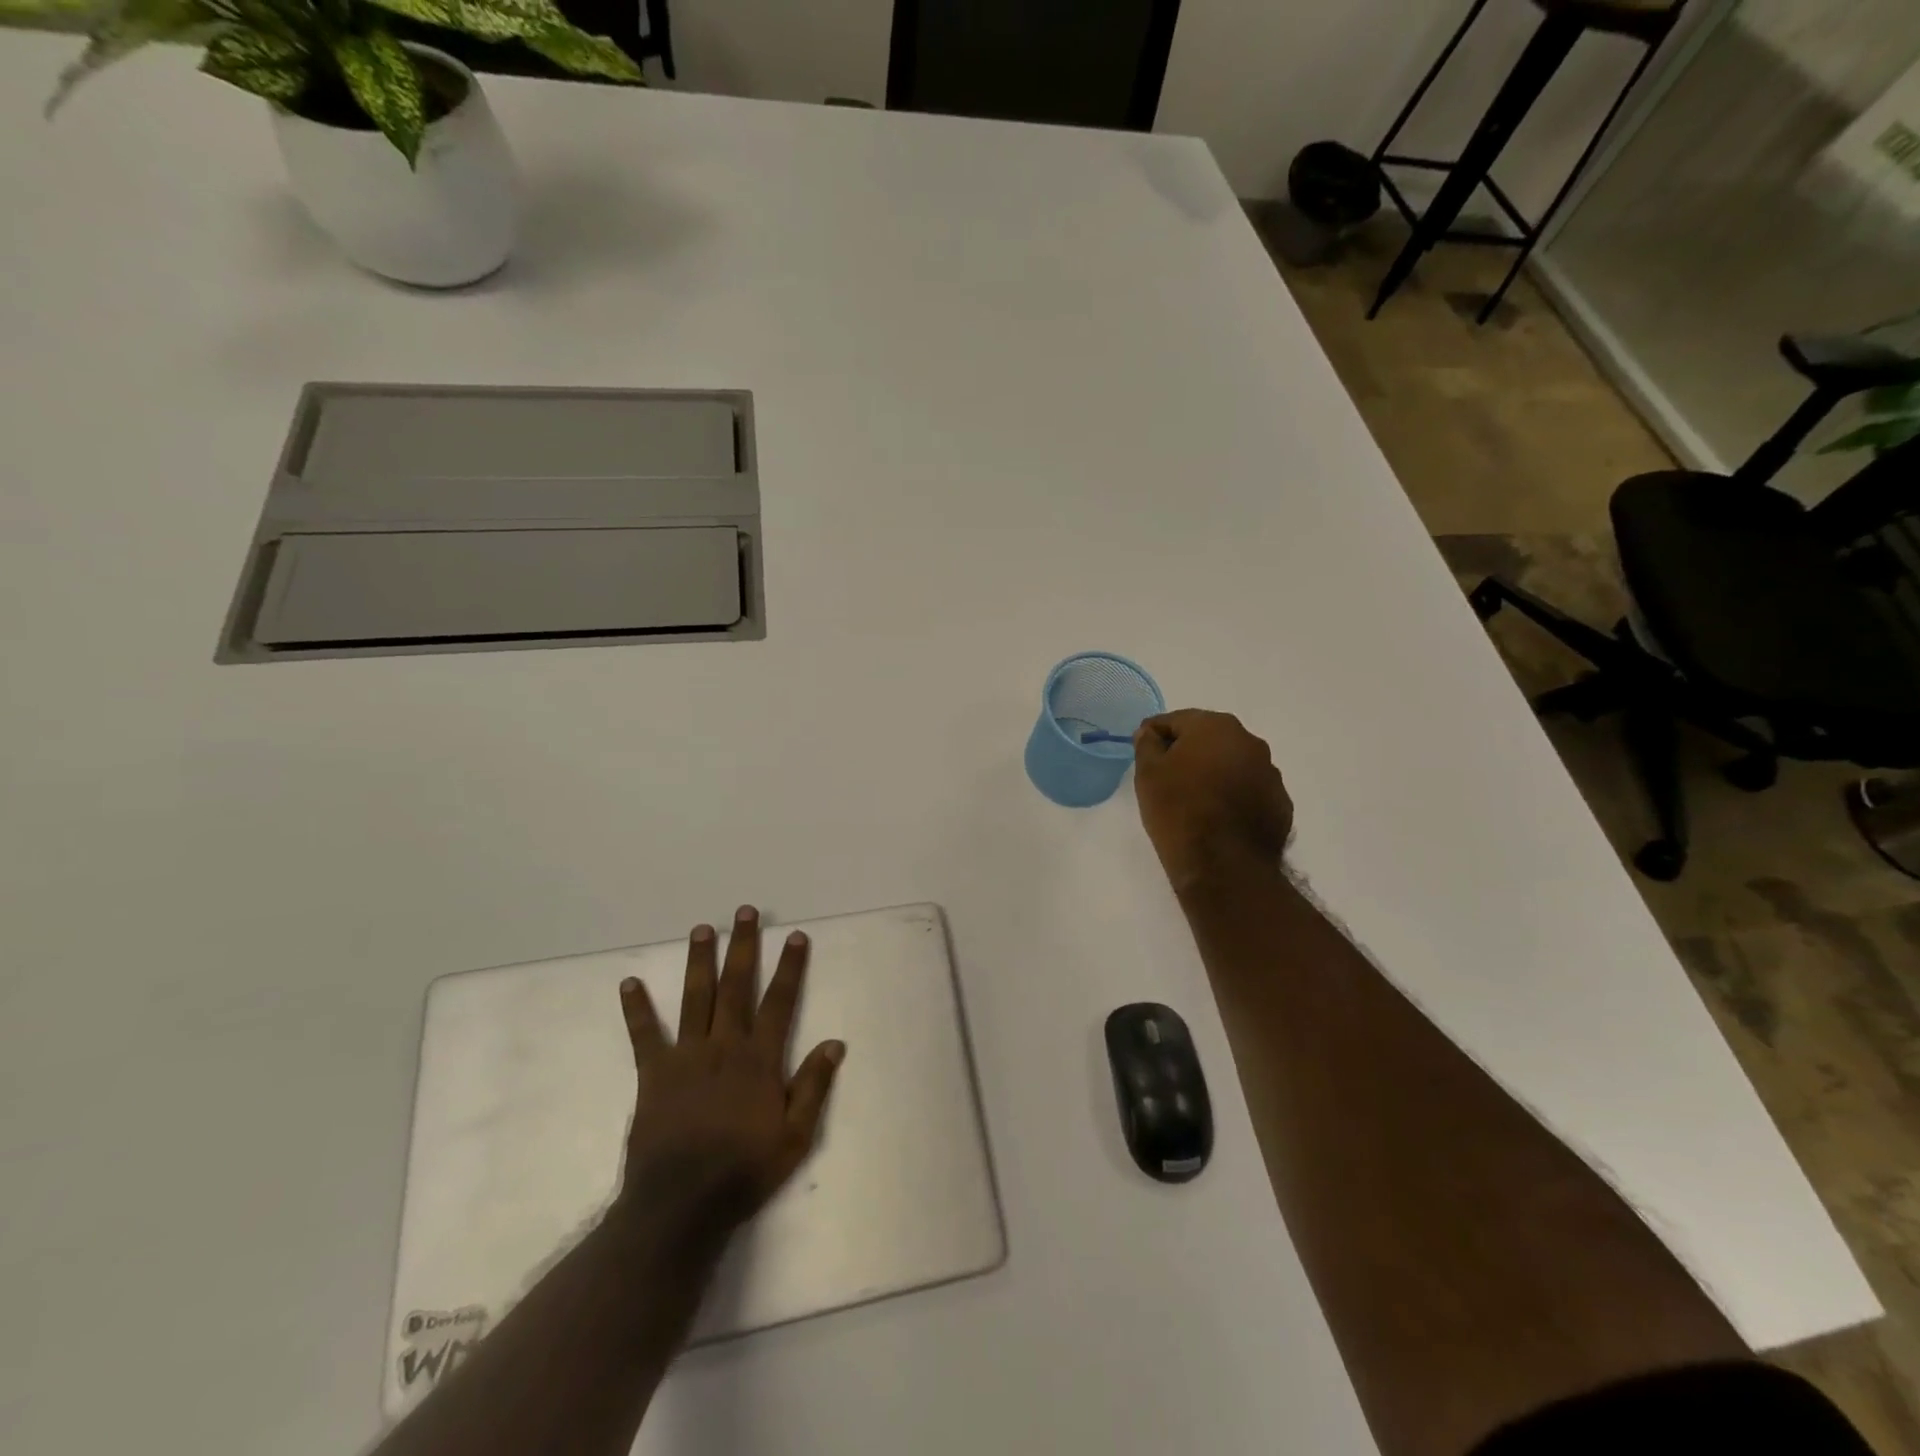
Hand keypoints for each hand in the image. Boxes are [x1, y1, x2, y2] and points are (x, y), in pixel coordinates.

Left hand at [615, 905, 844, 1232]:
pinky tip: (629, 982)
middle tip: (744, 912)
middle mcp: (725, 1045)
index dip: (790, 967)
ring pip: (696, 997)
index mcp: (760, 1059)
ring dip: (701, 961)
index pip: (780, 1001)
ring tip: (702, 928)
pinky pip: (645, 1034)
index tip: (795, 936)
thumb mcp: (795, 1137)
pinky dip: (637, 1008)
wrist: (681, 1205)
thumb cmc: (744, 1170)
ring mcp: (687, 1056)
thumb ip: (814, 1087)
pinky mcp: (655, 1073)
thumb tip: (835, 1043)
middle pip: (737, 986)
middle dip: (744, 946)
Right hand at [1132, 709, 1293, 890]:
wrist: (1224, 866)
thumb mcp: (1148, 774)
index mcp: (1216, 727)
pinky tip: (1218, 818)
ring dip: (1214, 773)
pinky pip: (1249, 790)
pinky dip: (1233, 796)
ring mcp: (1270, 774)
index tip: (1143, 752)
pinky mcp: (1280, 804)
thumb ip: (1147, 744)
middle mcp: (1250, 742)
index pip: (1176, 720)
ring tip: (1193, 801)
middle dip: (1187, 752)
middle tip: (1166, 777)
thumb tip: (1150, 732)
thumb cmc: (1179, 811)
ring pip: (1232, 764)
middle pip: (1208, 739)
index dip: (1155, 735)